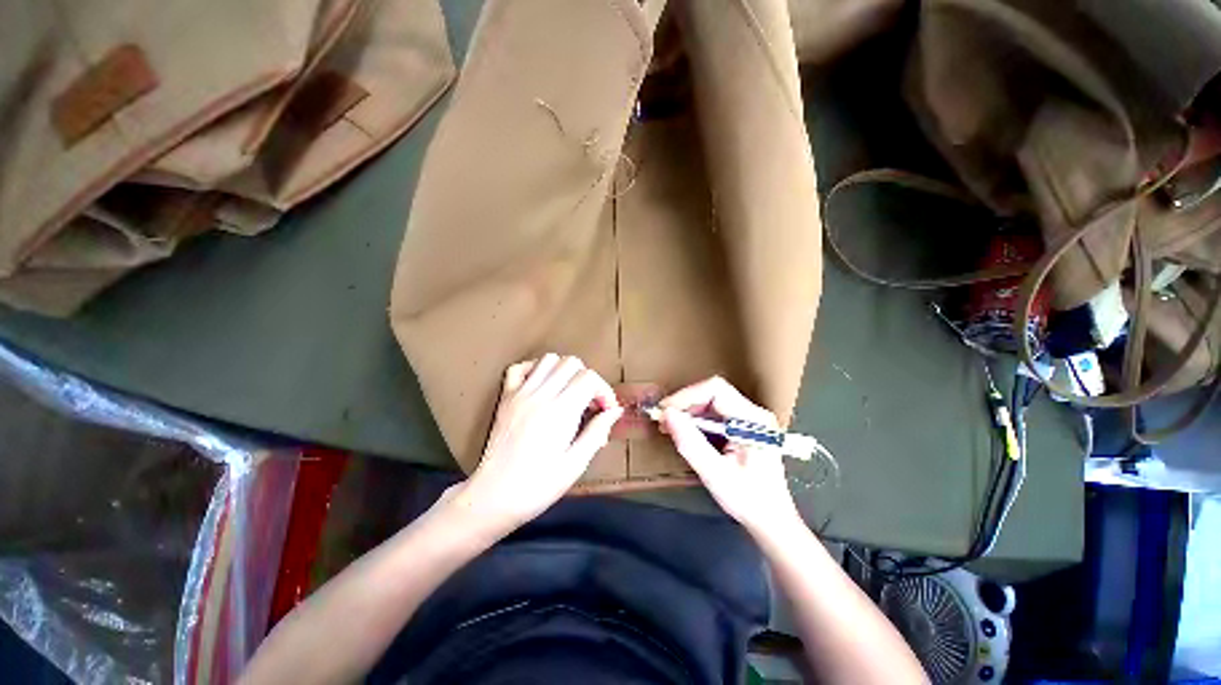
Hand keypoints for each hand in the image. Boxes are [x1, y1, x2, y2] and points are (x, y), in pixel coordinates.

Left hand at [448, 354, 622, 532]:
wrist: (493, 497)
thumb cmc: (538, 486)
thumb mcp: (575, 464)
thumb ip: (597, 432)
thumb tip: (615, 411)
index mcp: (560, 411)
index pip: (589, 378)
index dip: (604, 391)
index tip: (606, 411)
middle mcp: (541, 395)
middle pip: (572, 363)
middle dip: (587, 378)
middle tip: (589, 404)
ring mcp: (520, 393)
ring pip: (549, 359)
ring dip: (564, 371)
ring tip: (568, 393)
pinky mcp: (506, 397)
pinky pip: (519, 368)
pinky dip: (535, 369)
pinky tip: (542, 386)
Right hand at [660, 377, 800, 534]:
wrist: (773, 520)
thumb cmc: (748, 500)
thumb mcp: (715, 474)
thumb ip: (690, 443)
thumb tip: (668, 414)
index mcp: (753, 420)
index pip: (716, 390)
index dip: (687, 395)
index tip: (666, 411)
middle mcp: (754, 413)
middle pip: (714, 392)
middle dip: (686, 403)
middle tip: (664, 420)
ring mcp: (751, 419)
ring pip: (713, 401)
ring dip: (689, 411)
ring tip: (670, 427)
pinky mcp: (745, 426)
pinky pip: (716, 413)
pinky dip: (697, 419)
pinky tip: (686, 432)